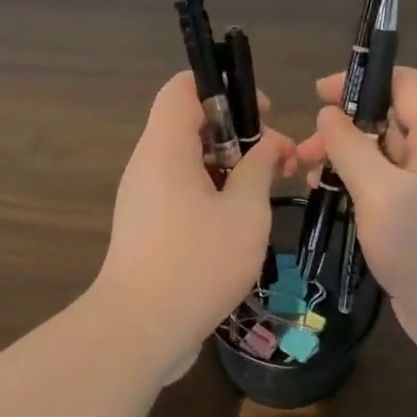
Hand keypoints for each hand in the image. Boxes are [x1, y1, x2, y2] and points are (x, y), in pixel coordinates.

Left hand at [95, 72, 295, 382]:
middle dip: (236, 135)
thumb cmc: (198, 262)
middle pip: (187, 126)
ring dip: (226, 170)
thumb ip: (259, 169)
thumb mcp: (244, 212)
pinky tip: (239, 225)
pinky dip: (209, 197)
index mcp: (165, 147)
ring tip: (265, 194)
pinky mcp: (145, 230)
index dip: (225, 89)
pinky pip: (178, 194)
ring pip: (186, 164)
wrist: (140, 329)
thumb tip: (269, 144)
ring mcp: (142, 200)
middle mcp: (146, 166)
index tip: (261, 116)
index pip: (183, 88)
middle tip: (276, 160)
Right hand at [295, 68, 416, 381]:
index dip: (364, 80)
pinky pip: (385, 197)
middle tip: (302, 154)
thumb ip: (352, 149)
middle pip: (389, 123)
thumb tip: (329, 114)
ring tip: (308, 182)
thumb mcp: (382, 194)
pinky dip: (356, 195)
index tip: (318, 94)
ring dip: (345, 165)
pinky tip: (330, 209)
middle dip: (344, 130)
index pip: (407, 84)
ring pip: (383, 163)